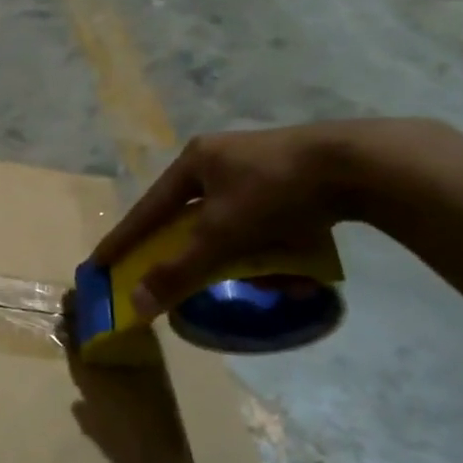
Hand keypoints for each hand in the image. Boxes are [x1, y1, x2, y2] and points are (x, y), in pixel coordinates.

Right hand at [92, 119, 445, 317]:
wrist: (362, 163)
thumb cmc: (276, 191)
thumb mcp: (222, 234)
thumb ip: (179, 270)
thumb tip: (136, 304)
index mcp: (196, 161)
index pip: (148, 209)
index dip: (124, 238)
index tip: (100, 262)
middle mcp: (222, 158)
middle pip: (189, 213)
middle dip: (185, 247)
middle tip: (170, 271)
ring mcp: (261, 165)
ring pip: (230, 218)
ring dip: (233, 251)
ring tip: (239, 276)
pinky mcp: (296, 178)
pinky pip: (266, 219)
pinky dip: (268, 246)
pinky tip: (284, 269)